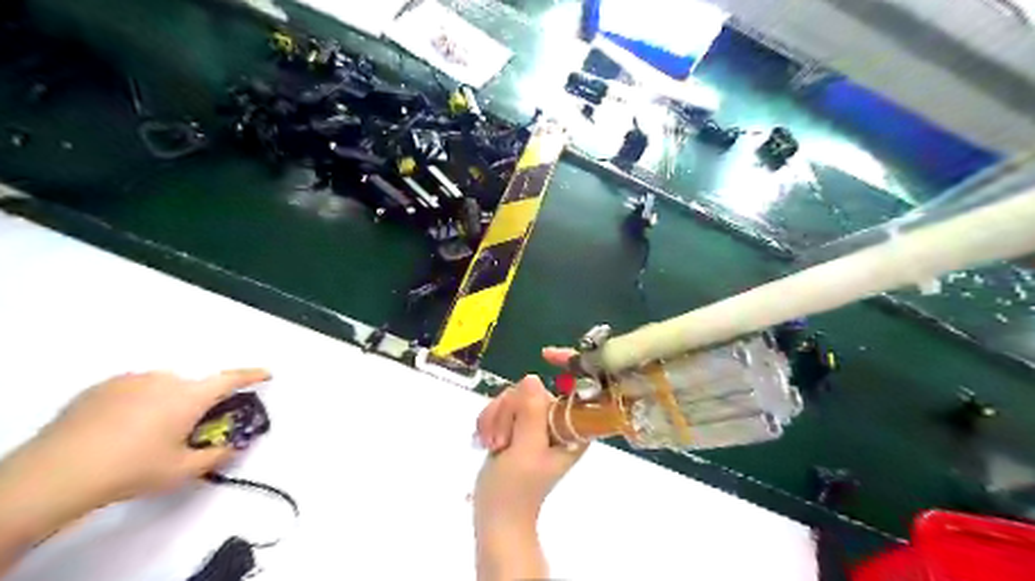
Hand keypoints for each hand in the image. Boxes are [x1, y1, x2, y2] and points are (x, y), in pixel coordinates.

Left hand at [33, 370, 269, 506]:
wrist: (57, 472)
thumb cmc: (132, 468)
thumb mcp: (182, 470)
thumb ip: (216, 456)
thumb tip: (234, 447)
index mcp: (191, 396)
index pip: (231, 379)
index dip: (252, 376)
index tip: (266, 374)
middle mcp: (166, 380)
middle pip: (193, 387)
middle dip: (196, 404)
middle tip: (183, 431)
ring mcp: (132, 380)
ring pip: (163, 387)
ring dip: (166, 403)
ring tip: (144, 434)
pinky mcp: (102, 386)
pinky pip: (134, 389)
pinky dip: (138, 402)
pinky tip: (120, 428)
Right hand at [471, 348, 585, 532]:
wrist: (495, 515)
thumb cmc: (516, 491)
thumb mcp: (525, 452)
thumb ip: (530, 414)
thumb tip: (532, 378)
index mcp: (572, 428)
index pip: (580, 387)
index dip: (569, 364)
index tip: (546, 354)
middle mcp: (557, 420)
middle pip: (533, 389)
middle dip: (510, 410)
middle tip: (502, 440)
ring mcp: (535, 421)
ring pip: (512, 396)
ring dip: (496, 418)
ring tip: (494, 446)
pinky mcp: (516, 424)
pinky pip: (500, 405)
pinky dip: (489, 421)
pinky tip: (486, 441)